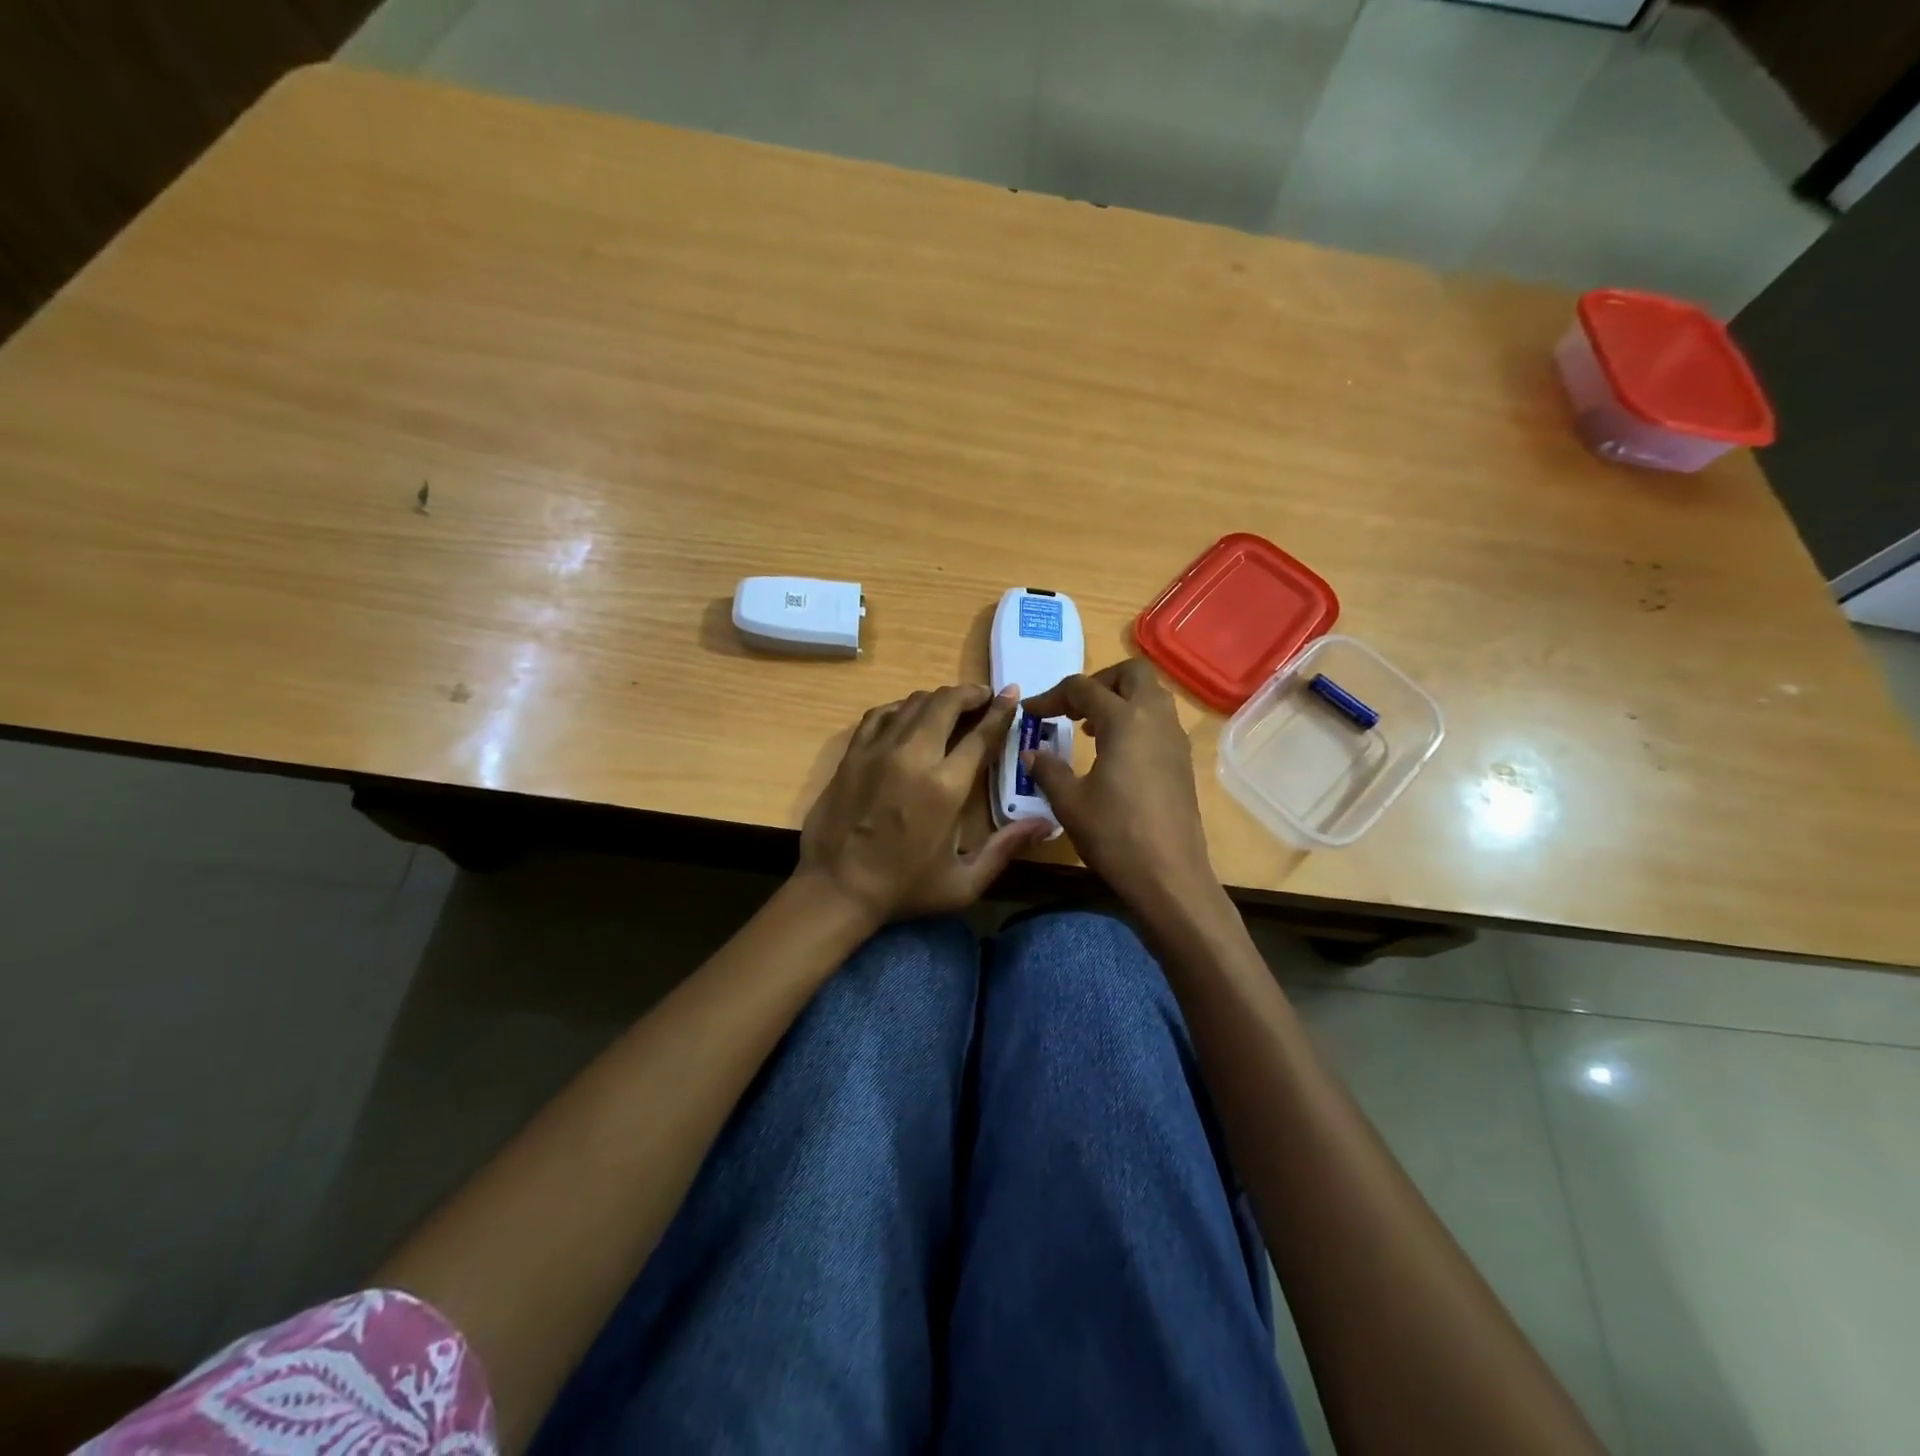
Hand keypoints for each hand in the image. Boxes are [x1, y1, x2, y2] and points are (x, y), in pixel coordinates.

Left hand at [798, 683, 1049, 926]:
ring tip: (952, 704)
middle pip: (946, 704)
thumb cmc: (904, 889)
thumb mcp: (964, 882)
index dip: (1000, 711)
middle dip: (970, 693)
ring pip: (913, 703)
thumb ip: (1005, 848)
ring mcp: (879, 750)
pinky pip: (880, 713)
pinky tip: (909, 714)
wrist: (836, 889)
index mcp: (946, 787)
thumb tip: (1046, 825)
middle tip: (983, 696)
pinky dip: (901, 708)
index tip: (1012, 694)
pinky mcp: (853, 753)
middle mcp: (914, 757)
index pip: (981, 734)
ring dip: (938, 698)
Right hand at [1022, 659, 1218, 914]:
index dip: (1051, 697)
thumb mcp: (1070, 802)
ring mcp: (1175, 739)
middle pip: (1131, 673)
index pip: (1083, 689)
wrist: (1170, 876)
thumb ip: (1048, 770)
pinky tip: (1116, 753)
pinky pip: (1159, 720)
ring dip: (1120, 699)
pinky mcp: (1183, 760)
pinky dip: (1136, 721)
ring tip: (1092, 728)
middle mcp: (1155, 718)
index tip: (1030, 714)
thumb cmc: (1115, 835)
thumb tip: (1031, 753)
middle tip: (1073, 708)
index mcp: (1125, 720)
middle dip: (1099, 681)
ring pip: (1151, 695)